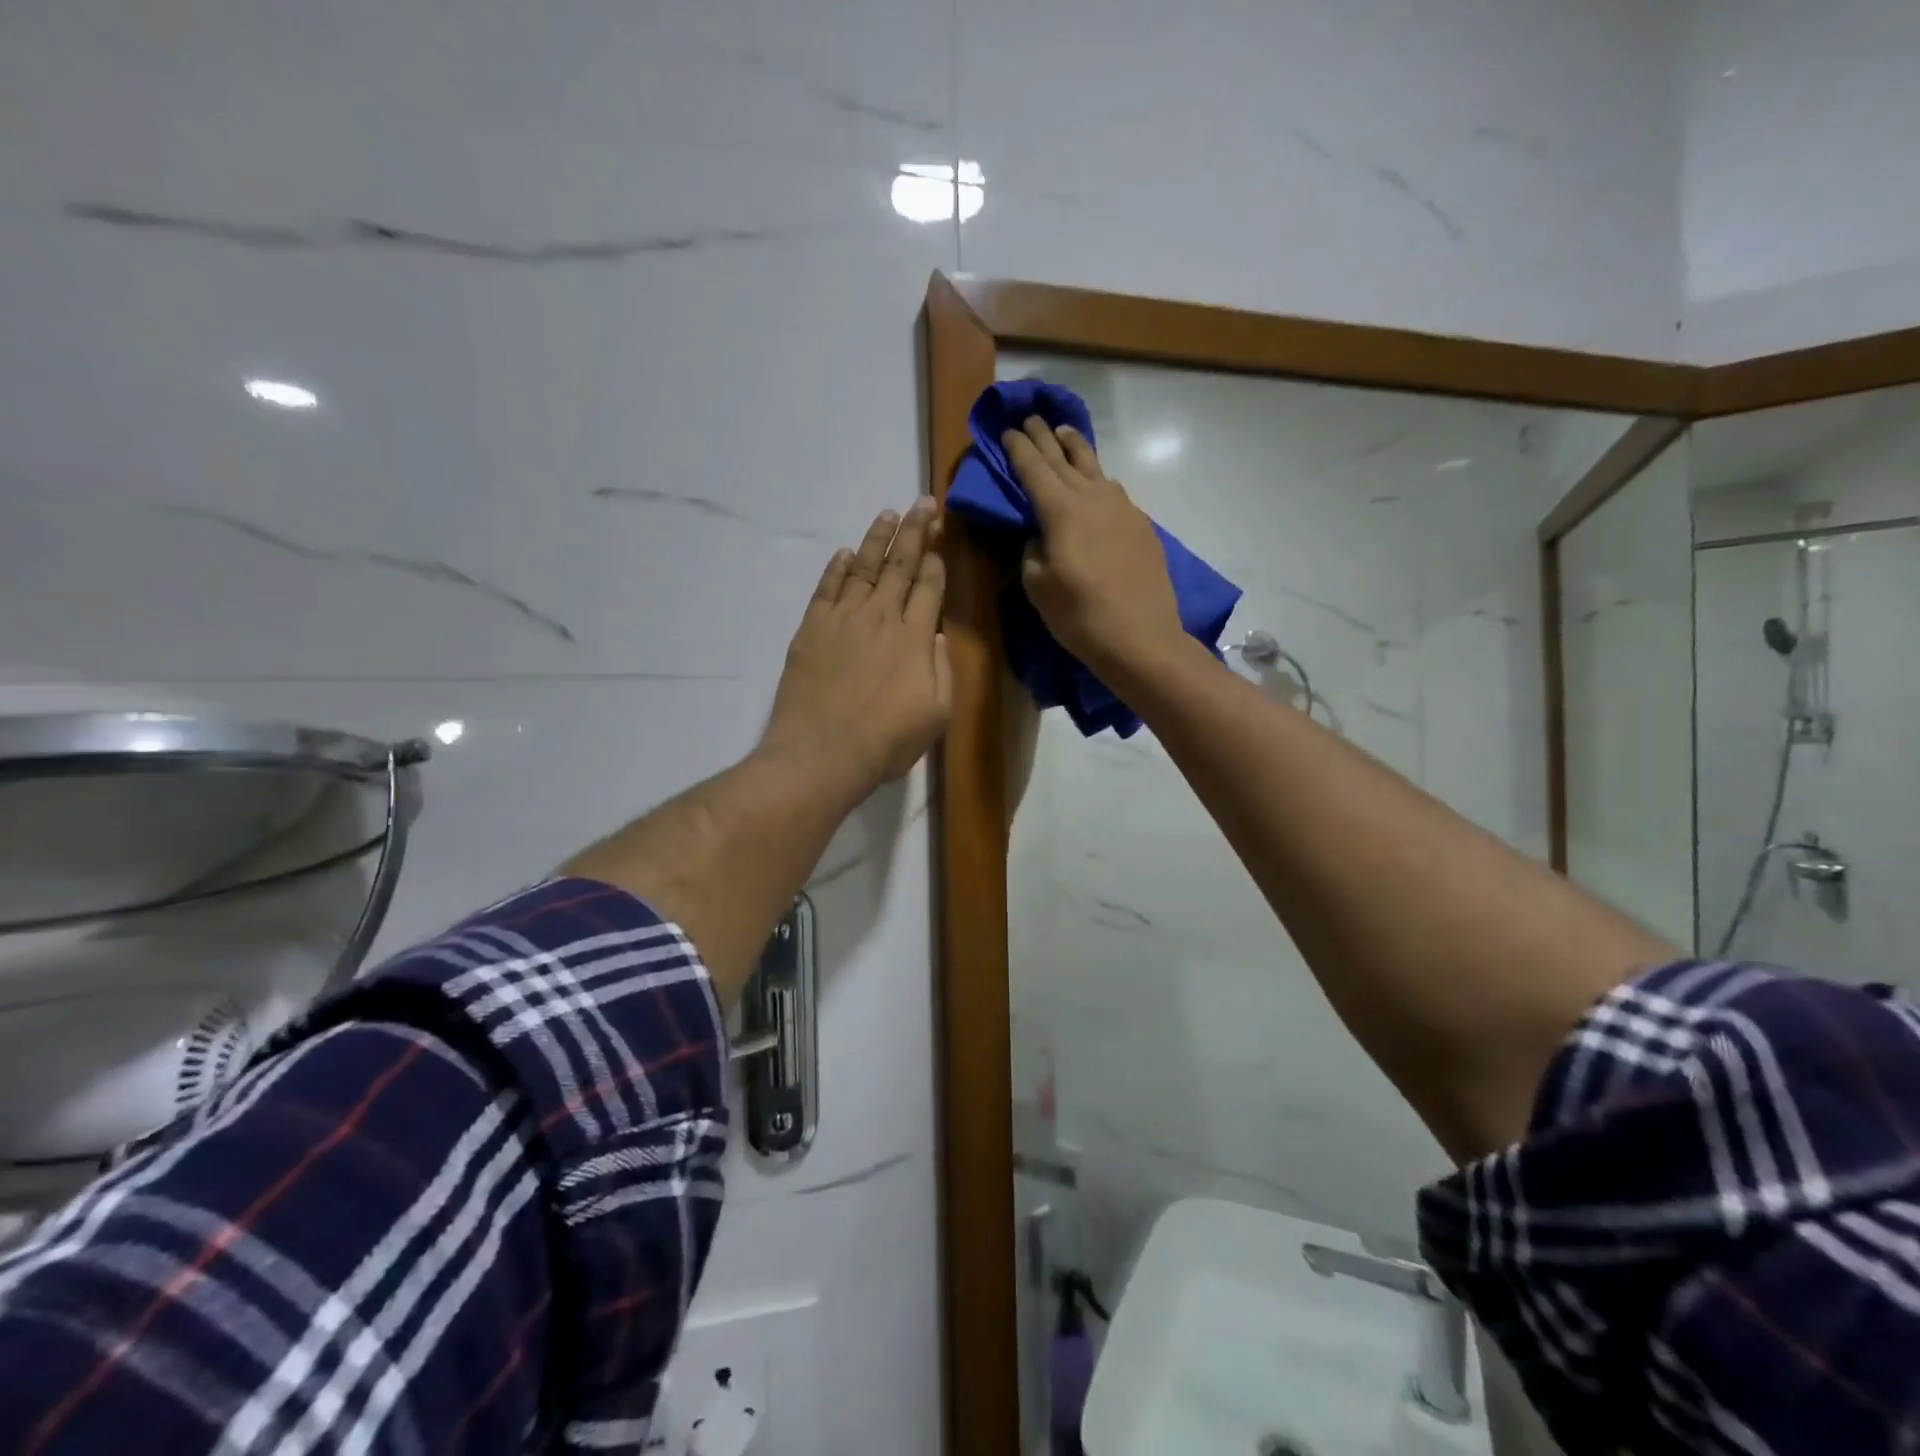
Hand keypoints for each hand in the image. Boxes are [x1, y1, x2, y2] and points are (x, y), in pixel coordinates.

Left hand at [760, 498, 952, 796]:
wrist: (822, 753)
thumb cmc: (886, 741)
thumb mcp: (936, 715)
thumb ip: (942, 670)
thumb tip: (936, 634)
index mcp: (915, 638)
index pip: (929, 587)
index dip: (935, 560)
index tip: (939, 538)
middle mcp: (882, 617)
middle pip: (900, 565)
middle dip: (914, 531)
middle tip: (922, 503)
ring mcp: (843, 619)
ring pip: (864, 567)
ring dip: (877, 538)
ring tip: (888, 514)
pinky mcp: (812, 627)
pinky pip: (827, 587)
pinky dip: (838, 567)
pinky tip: (845, 553)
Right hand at [1003, 417, 1182, 676]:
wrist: (1141, 637)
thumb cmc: (1079, 615)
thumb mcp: (1038, 586)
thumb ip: (1032, 552)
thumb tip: (1038, 538)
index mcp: (1061, 509)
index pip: (1034, 468)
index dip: (1018, 448)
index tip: (1007, 430)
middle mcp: (1093, 497)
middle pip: (1064, 459)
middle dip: (1044, 438)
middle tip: (1031, 417)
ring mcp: (1123, 509)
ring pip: (1095, 468)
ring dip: (1076, 449)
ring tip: (1065, 434)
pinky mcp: (1141, 526)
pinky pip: (1113, 492)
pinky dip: (1098, 480)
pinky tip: (1096, 485)